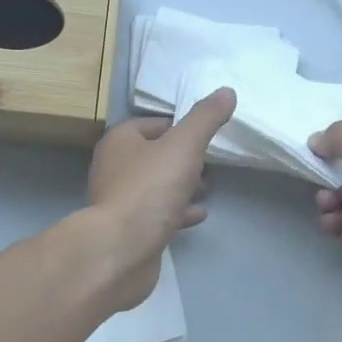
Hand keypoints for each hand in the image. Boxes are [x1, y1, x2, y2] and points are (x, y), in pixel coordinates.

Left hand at [84, 88, 235, 308]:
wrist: (121, 250)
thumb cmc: (149, 189)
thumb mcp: (183, 146)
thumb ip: (205, 119)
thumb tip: (226, 91)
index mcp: (120, 141)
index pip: (153, 124)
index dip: (180, 127)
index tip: (206, 137)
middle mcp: (114, 168)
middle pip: (154, 156)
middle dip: (183, 159)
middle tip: (210, 166)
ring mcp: (119, 201)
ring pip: (156, 186)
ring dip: (182, 186)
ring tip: (207, 189)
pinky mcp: (128, 230)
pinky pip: (157, 214)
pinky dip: (178, 212)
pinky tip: (199, 215)